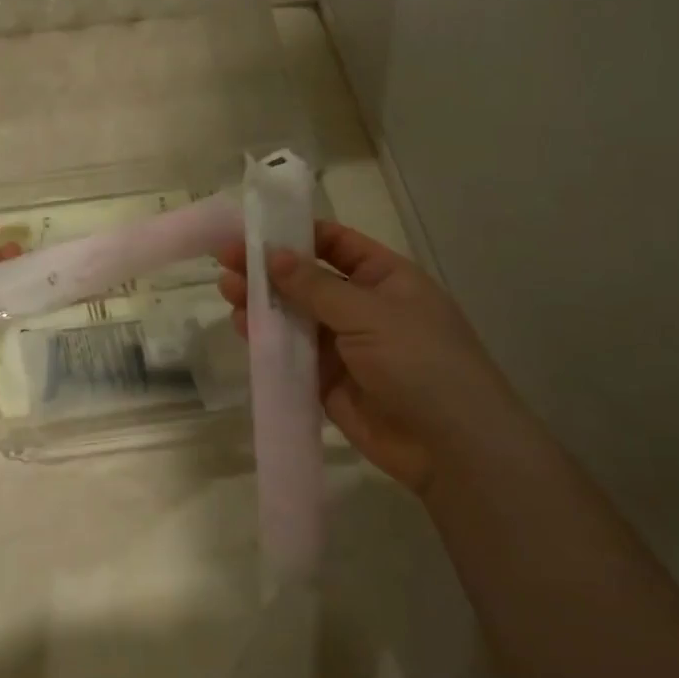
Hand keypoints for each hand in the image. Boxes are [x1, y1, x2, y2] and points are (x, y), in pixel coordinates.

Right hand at [218, 222, 534, 492]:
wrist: (452, 447)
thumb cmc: (420, 362)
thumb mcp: (369, 313)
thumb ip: (315, 286)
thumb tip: (273, 254)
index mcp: (386, 279)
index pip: (337, 244)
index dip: (297, 234)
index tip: (253, 230)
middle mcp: (364, 308)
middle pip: (308, 280)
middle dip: (269, 269)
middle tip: (226, 260)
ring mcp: (346, 347)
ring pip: (296, 317)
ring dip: (264, 303)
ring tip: (227, 291)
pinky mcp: (329, 383)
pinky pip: (293, 355)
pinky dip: (268, 341)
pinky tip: (243, 327)